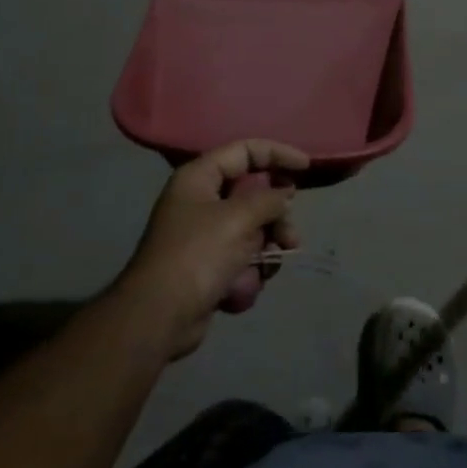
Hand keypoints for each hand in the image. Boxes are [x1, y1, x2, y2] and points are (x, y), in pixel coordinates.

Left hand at [115, 139, 309, 359]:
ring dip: (266, 247)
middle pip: (252, 194)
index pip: (245, 150)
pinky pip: (242, 257)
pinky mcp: (208, 266)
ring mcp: (204, 235)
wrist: (159, 316)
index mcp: (199, 177)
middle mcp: (200, 200)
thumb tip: (283, 195)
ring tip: (270, 266)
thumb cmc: (198, 255)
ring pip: (252, 229)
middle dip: (275, 216)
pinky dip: (249, 270)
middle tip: (289, 236)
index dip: (277, 154)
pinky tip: (244, 286)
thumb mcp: (238, 218)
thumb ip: (268, 199)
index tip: (306, 167)